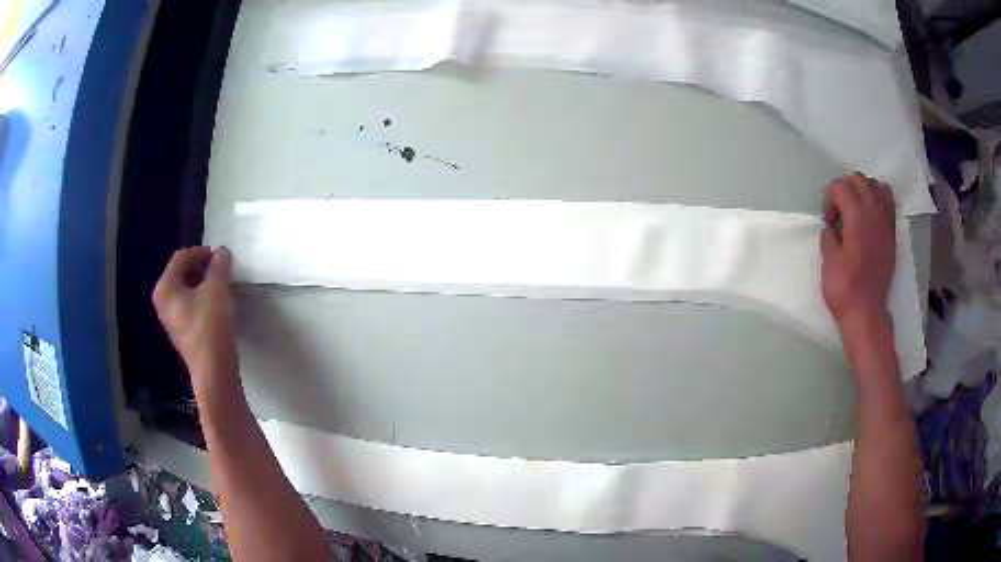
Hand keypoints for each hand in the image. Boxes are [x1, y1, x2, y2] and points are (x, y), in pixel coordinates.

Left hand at [153, 246, 238, 395]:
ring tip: (224, 287)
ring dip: (206, 284)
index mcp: (165, 287)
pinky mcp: (184, 332)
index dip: (203, 252)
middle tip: (224, 270)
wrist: (214, 370)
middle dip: (204, 268)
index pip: (182, 257)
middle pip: (183, 273)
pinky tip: (219, 306)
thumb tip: (221, 254)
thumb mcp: (217, 288)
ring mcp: (172, 319)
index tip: (223, 256)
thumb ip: (219, 265)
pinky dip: (204, 300)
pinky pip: (192, 306)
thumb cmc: (210, 325)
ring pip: (188, 290)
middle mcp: (164, 301)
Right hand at [820, 173, 896, 327]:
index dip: (830, 198)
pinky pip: (888, 202)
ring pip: (876, 186)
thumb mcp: (828, 262)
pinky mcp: (892, 234)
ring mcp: (886, 223)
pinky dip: (879, 199)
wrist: (867, 313)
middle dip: (845, 189)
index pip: (841, 186)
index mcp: (856, 218)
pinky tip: (871, 214)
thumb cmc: (845, 289)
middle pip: (859, 179)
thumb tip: (833, 229)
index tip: (829, 221)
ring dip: (863, 191)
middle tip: (839, 213)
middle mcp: (874, 213)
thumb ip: (829, 237)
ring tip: (855, 210)